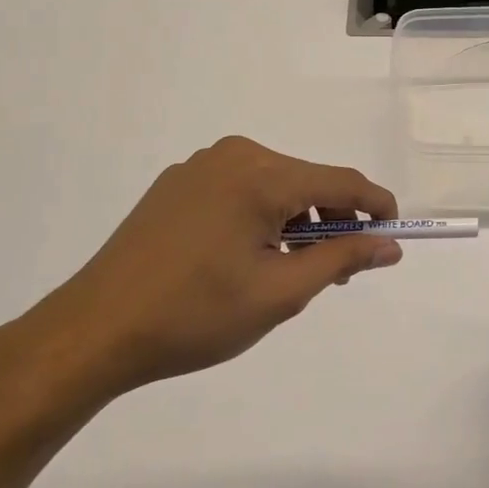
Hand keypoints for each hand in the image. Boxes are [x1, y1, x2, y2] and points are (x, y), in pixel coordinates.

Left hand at [8, 137, 400, 406]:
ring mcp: (201, 166)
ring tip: (292, 269)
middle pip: (308, 181)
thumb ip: (342, 259)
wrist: (93, 331)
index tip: (394, 236)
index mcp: (262, 175)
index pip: (341, 181)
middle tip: (338, 271)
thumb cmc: (196, 315)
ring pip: (275, 185)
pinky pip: (241, 189)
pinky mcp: (177, 183)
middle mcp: (235, 155)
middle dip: (333, 221)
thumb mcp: (281, 292)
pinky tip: (248, 256)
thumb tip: (390, 245)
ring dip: (297, 221)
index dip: (376, 206)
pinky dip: (262, 216)